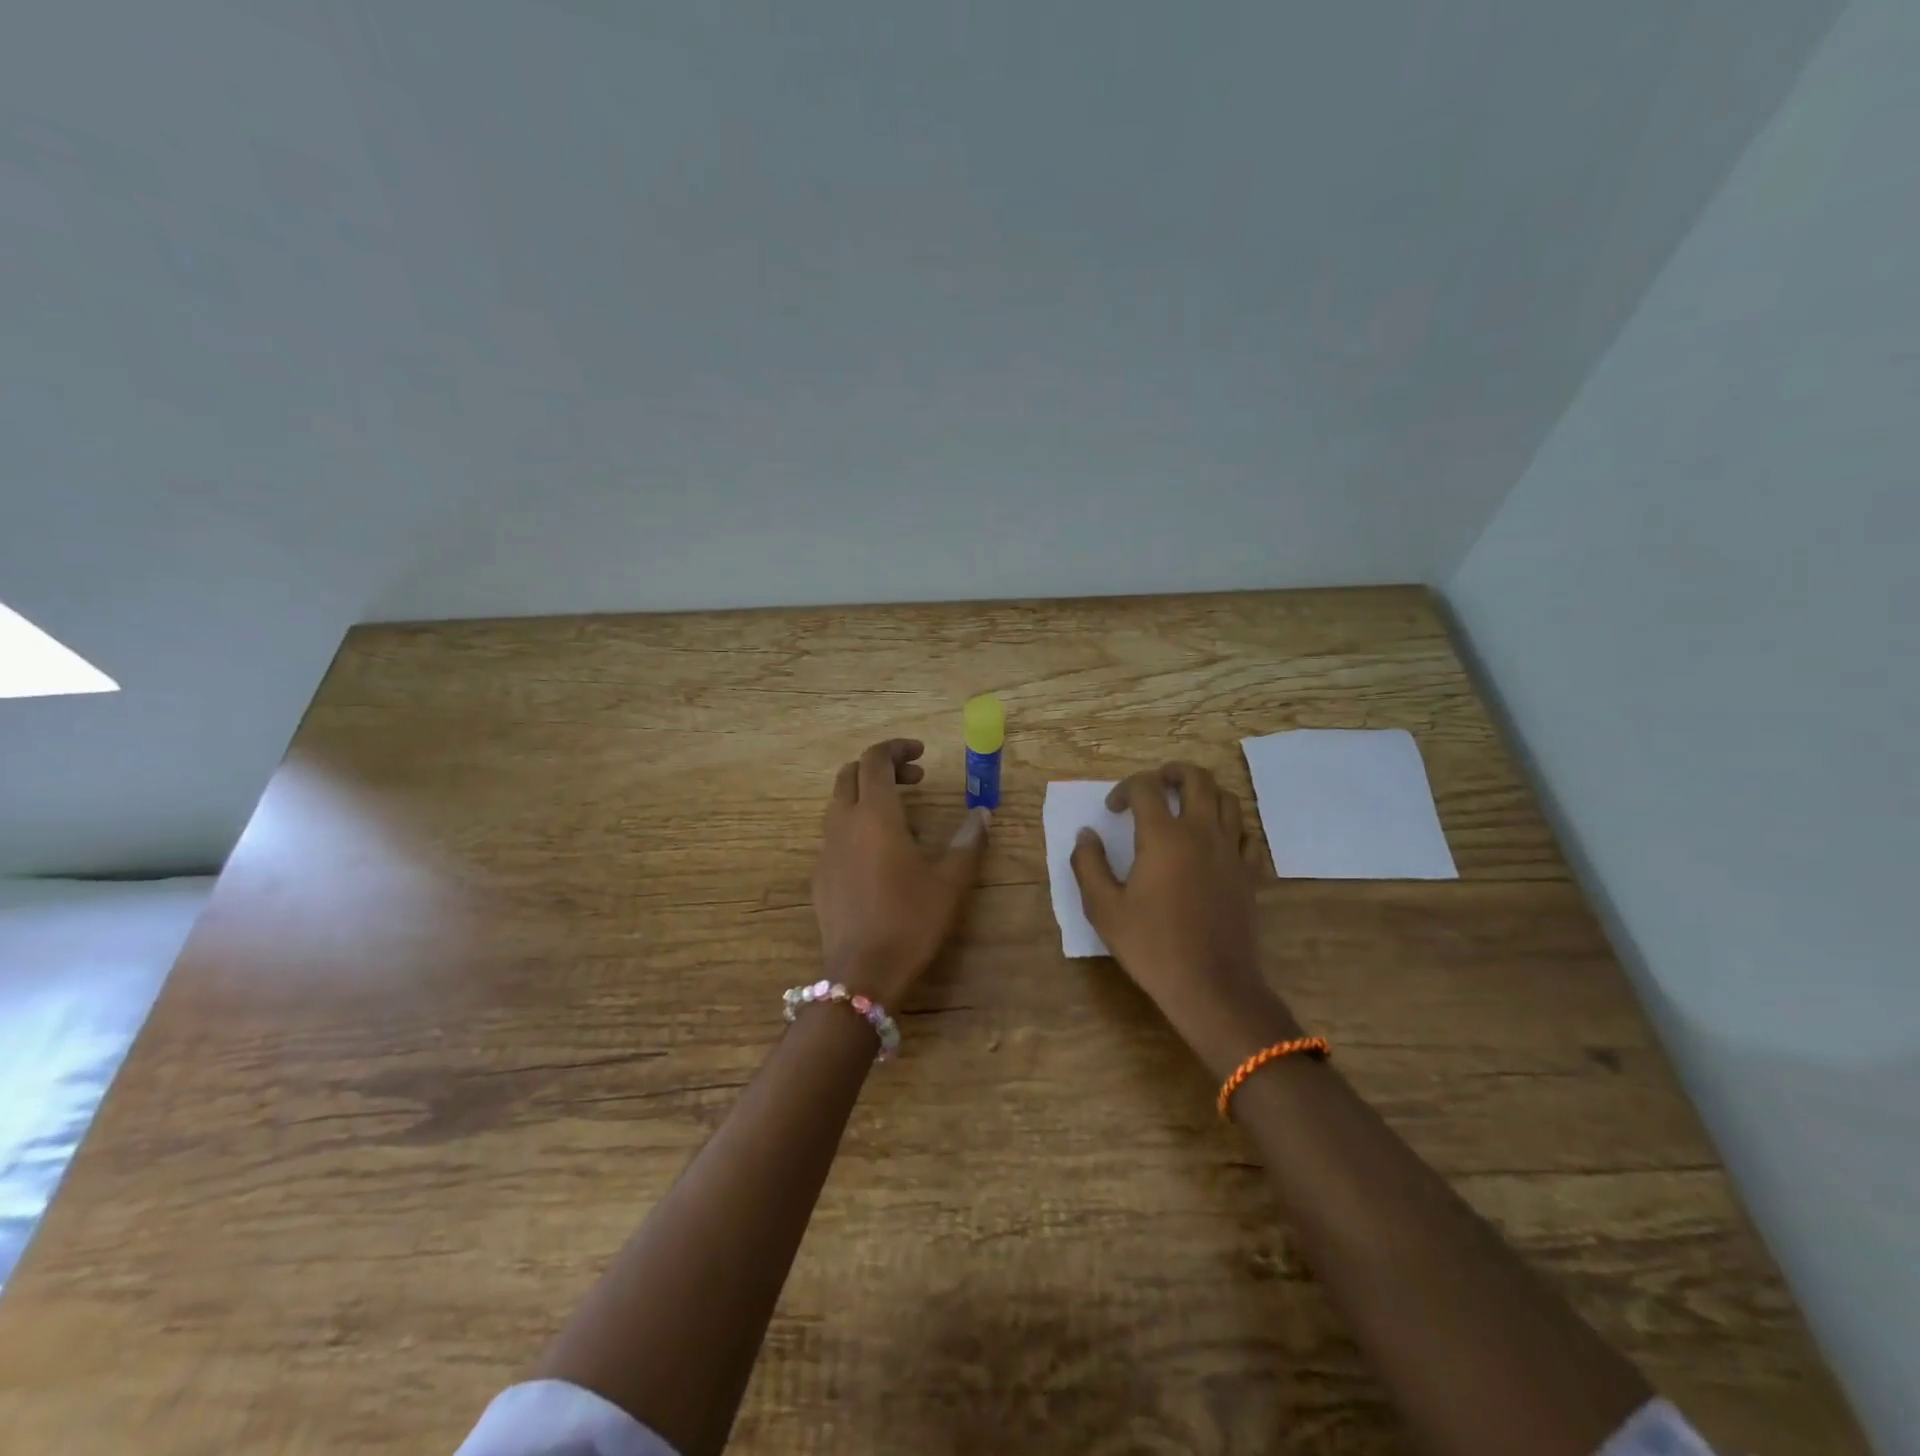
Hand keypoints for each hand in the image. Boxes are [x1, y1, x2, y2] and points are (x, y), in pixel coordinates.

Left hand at [812, 738, 990, 1006]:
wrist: (862, 973)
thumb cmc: (910, 919)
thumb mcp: (950, 881)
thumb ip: (967, 842)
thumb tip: (982, 814)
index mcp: (874, 814)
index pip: (875, 760)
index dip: (897, 748)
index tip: (921, 754)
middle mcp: (843, 823)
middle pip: (850, 774)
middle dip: (880, 767)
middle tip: (914, 780)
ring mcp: (826, 849)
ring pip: (839, 803)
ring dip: (866, 795)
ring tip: (901, 816)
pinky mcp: (819, 875)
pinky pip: (835, 833)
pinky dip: (856, 824)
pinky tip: (880, 854)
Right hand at [1071, 762, 1299, 1075]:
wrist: (1211, 986)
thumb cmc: (1151, 946)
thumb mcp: (1103, 908)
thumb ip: (1089, 864)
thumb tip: (1086, 835)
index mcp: (1163, 836)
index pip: (1145, 787)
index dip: (1124, 789)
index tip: (1112, 810)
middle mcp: (1202, 832)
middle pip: (1196, 778)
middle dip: (1172, 772)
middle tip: (1155, 785)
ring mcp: (1232, 852)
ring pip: (1228, 799)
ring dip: (1204, 793)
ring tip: (1185, 806)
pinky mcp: (1250, 874)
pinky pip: (1247, 834)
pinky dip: (1230, 827)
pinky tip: (1216, 842)